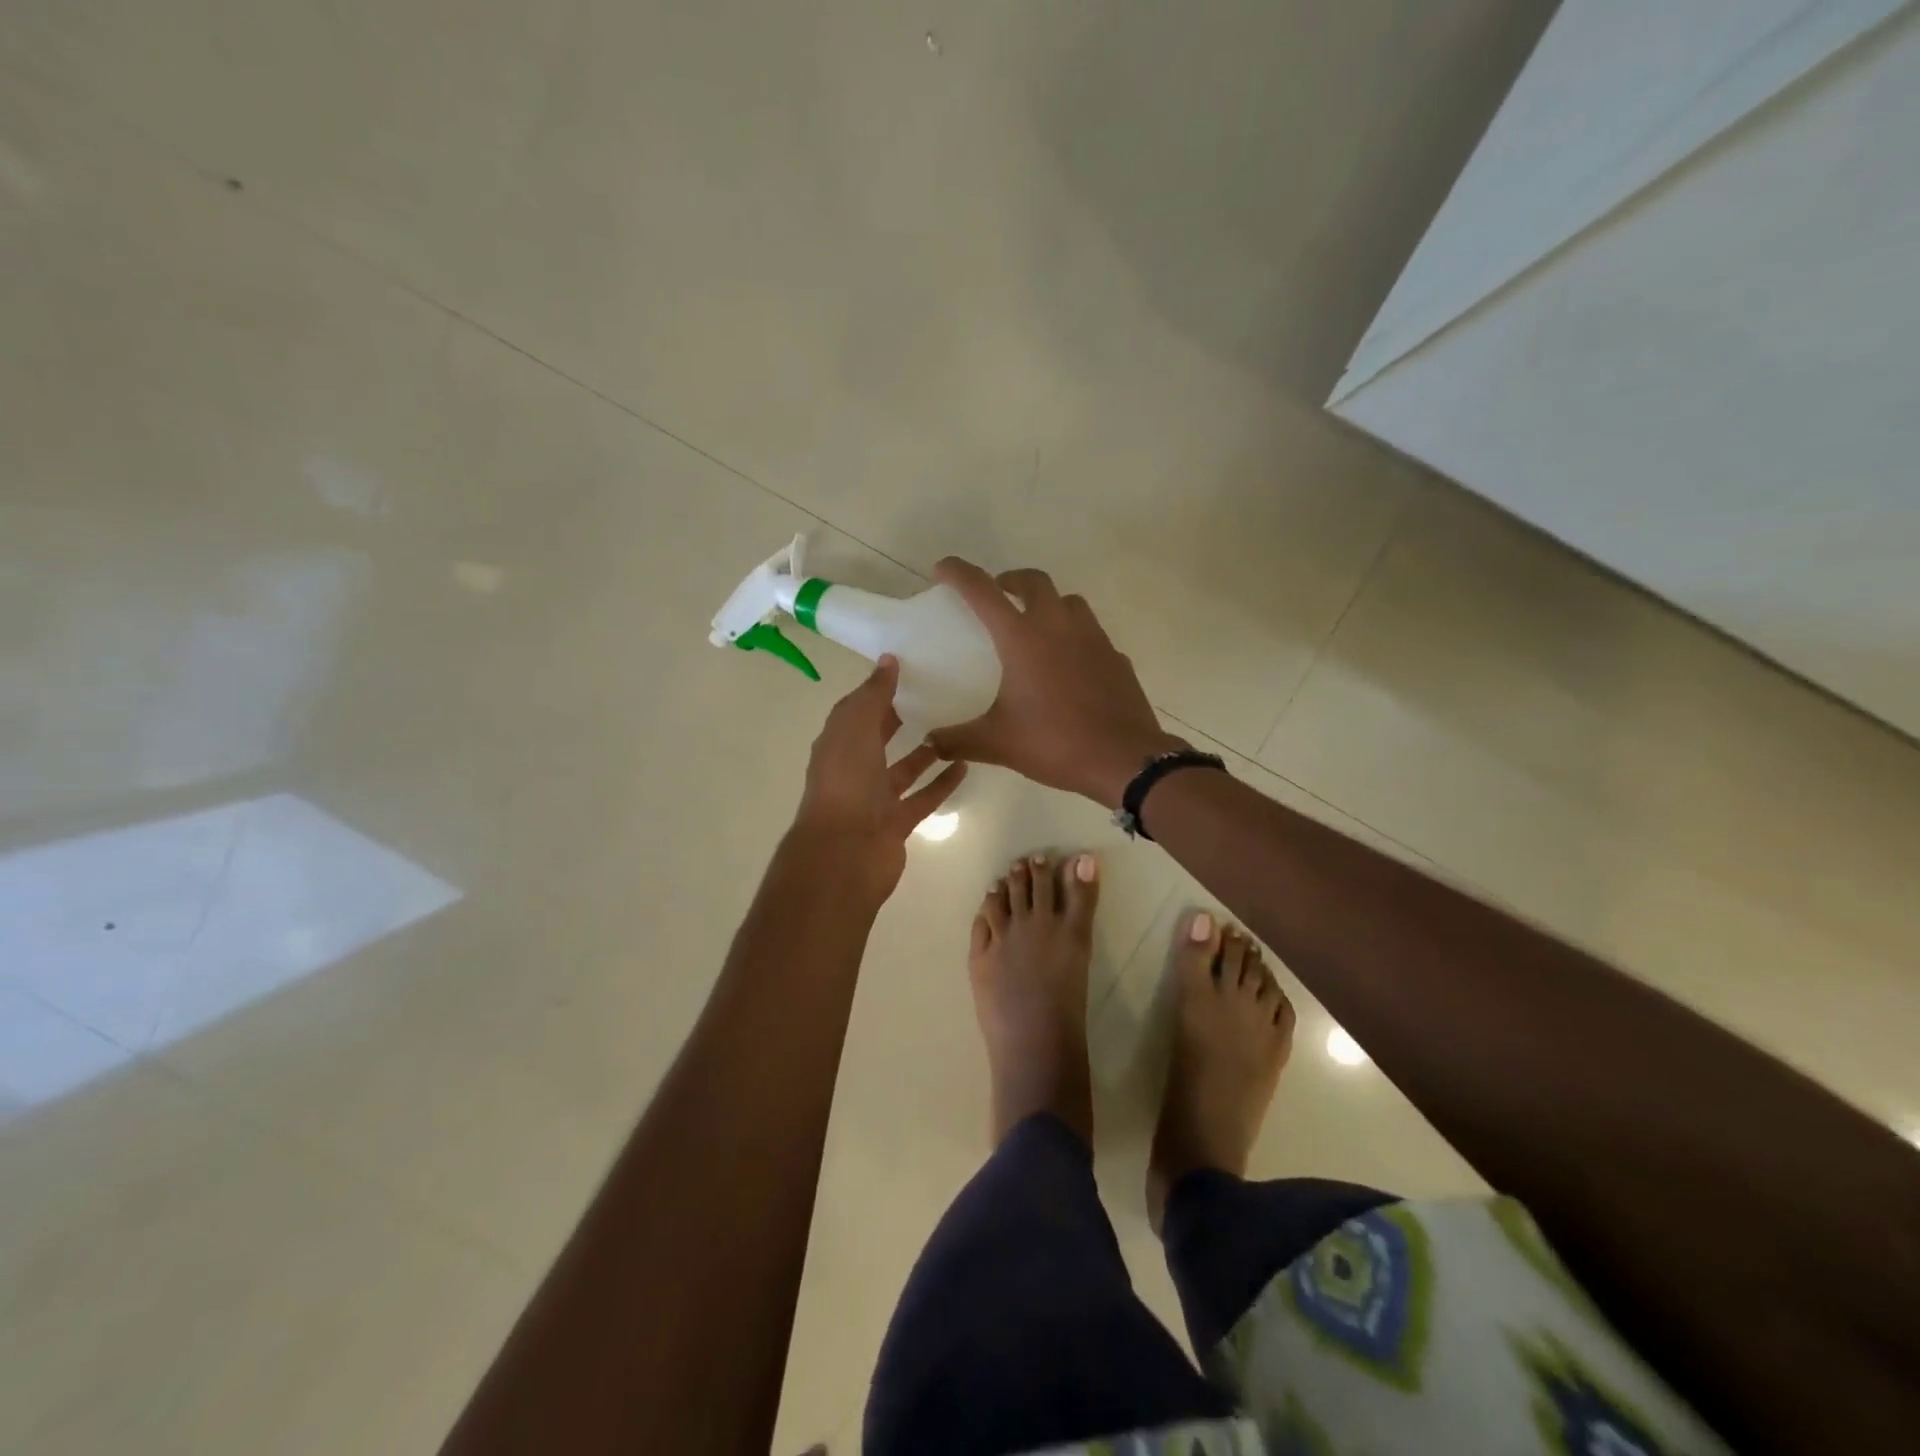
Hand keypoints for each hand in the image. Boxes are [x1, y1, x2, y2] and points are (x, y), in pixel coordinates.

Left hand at [795, 656, 967, 897]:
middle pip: (878, 739)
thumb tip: (888, 660)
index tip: (906, 671)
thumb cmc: (846, 783)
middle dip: (898, 719)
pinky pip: (923, 797)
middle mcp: (853, 770)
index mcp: (837, 744)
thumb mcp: (856, 729)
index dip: (876, 691)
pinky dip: (941, 783)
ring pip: (903, 770)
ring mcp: (875, 799)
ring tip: (954, 728)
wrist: (846, 853)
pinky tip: (965, 765)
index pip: (856, 711)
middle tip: (933, 695)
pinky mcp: (896, 822)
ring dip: (925, 752)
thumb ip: (873, 695)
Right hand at [925, 559, 1184, 807]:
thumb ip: (958, 740)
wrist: (1124, 759)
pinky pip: (1092, 634)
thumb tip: (931, 742)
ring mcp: (1093, 639)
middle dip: (1011, 581)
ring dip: (1048, 603)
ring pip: (1069, 602)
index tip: (943, 569)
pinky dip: (1074, 637)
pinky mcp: (1116, 658)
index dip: (959, 574)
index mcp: (1023, 638)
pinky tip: (1069, 665)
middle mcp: (1059, 626)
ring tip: (1035, 626)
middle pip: (1034, 581)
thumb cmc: (1055, 743)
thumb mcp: (997, 744)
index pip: (983, 591)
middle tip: (998, 595)